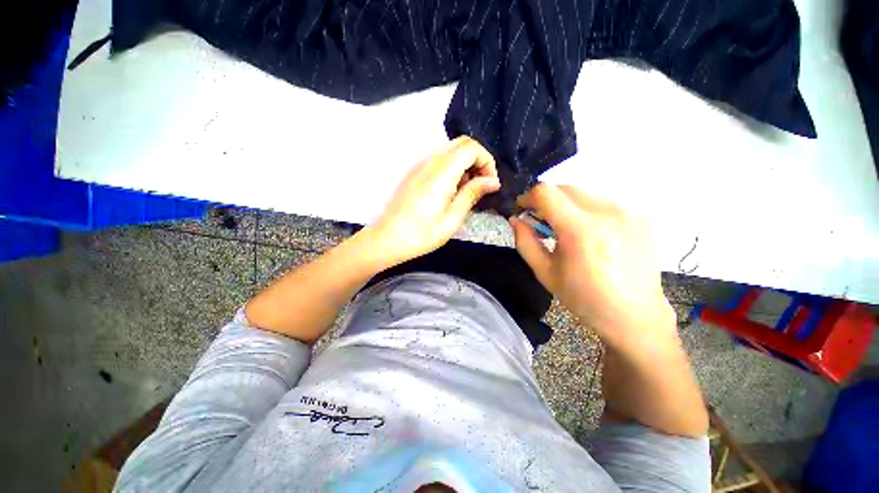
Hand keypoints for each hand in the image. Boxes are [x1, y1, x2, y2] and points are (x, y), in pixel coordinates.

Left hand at [367, 136, 499, 265]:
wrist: (387, 239)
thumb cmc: (421, 234)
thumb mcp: (452, 219)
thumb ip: (472, 194)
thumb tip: (493, 181)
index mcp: (442, 172)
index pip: (471, 147)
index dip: (487, 161)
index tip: (490, 184)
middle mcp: (430, 161)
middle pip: (462, 143)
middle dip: (478, 160)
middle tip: (480, 185)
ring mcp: (420, 165)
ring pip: (450, 150)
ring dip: (465, 164)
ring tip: (465, 192)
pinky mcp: (414, 172)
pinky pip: (439, 160)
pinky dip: (452, 168)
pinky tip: (450, 191)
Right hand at [510, 184, 675, 352]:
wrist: (634, 315)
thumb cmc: (584, 298)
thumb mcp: (544, 272)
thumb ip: (525, 242)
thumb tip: (515, 219)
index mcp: (581, 230)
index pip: (546, 193)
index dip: (528, 197)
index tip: (522, 208)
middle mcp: (607, 212)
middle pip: (565, 187)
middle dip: (546, 199)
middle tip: (541, 220)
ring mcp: (628, 211)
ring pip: (583, 192)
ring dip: (565, 204)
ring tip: (564, 227)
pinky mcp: (640, 214)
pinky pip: (602, 201)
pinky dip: (585, 209)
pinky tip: (588, 232)